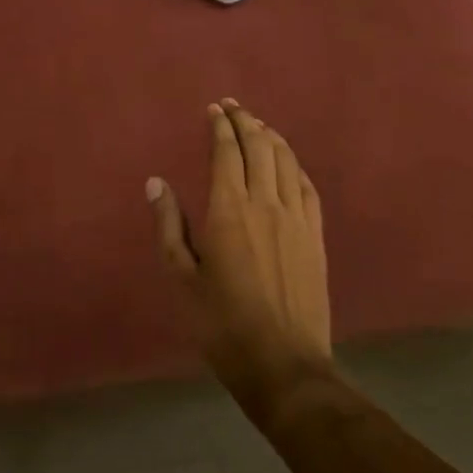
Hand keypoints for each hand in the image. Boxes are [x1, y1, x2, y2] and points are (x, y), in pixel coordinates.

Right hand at [147, 101, 332, 420]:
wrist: (284, 365)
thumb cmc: (222, 324)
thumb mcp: (182, 277)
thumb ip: (170, 225)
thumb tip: (156, 183)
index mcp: (229, 210)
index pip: (227, 151)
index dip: (220, 126)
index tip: (213, 109)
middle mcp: (266, 203)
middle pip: (259, 147)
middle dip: (245, 121)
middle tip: (232, 107)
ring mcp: (297, 219)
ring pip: (286, 162)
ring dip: (271, 137)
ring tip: (257, 125)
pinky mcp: (315, 237)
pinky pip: (307, 187)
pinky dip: (295, 165)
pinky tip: (288, 162)